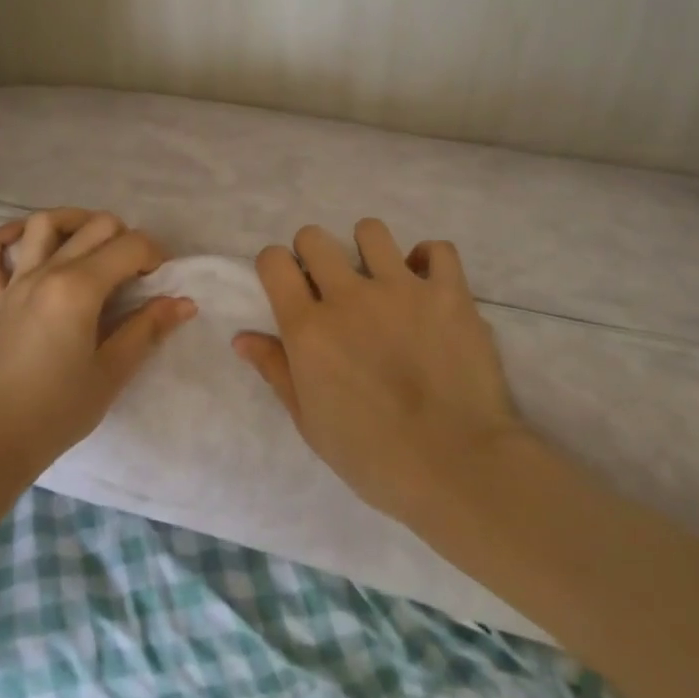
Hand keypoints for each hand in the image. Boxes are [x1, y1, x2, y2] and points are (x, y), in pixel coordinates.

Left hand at [0, 208, 195, 481]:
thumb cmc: (60, 410)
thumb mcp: (113, 371)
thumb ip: (148, 328)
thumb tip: (184, 302)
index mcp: (78, 288)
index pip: (129, 246)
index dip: (155, 256)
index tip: (162, 282)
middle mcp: (46, 272)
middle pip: (95, 226)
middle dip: (126, 238)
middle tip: (136, 273)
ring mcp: (15, 282)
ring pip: (44, 224)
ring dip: (75, 222)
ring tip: (95, 245)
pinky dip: (6, 237)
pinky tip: (28, 241)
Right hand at [232, 219, 525, 527]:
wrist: (456, 466)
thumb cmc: (373, 456)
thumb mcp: (310, 422)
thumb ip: (276, 371)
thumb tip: (242, 337)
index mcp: (309, 328)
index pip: (274, 261)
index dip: (276, 267)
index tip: (288, 285)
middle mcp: (349, 296)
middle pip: (315, 237)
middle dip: (314, 253)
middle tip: (331, 285)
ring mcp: (402, 288)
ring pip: (371, 230)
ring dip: (369, 250)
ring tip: (381, 279)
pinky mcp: (448, 292)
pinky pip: (437, 250)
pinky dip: (430, 262)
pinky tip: (428, 285)